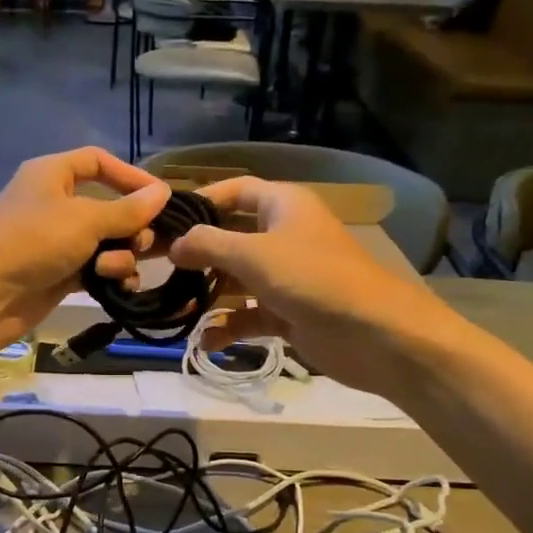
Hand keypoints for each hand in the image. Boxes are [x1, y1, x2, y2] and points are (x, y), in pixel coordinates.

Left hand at [0, 147, 170, 351]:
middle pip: (109, 206)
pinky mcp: (60, 273)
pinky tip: (118, 288)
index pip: (98, 161)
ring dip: (120, 256)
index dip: (130, 176)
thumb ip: (128, 209)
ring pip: (107, 241)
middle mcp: (55, 202)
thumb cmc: (34, 242)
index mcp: (53, 174)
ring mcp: (57, 240)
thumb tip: (163, 192)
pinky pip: (97, 267)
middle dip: (131, 226)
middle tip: (143, 244)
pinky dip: (109, 275)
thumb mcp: (86, 220)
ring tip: (113, 270)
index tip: (159, 197)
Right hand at [167, 177, 458, 390]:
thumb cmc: (312, 279)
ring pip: (237, 280)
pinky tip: (206, 342)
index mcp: (283, 206)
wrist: (375, 335)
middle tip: (158, 268)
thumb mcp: (253, 255)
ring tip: (176, 308)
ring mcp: (286, 277)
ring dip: (209, 294)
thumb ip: (208, 245)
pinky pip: (249, 315)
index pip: (236, 190)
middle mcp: (283, 236)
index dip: (202, 200)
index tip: (167, 221)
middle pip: (231, 237)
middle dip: (198, 254)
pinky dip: (229, 327)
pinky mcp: (288, 313)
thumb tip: (174, 244)